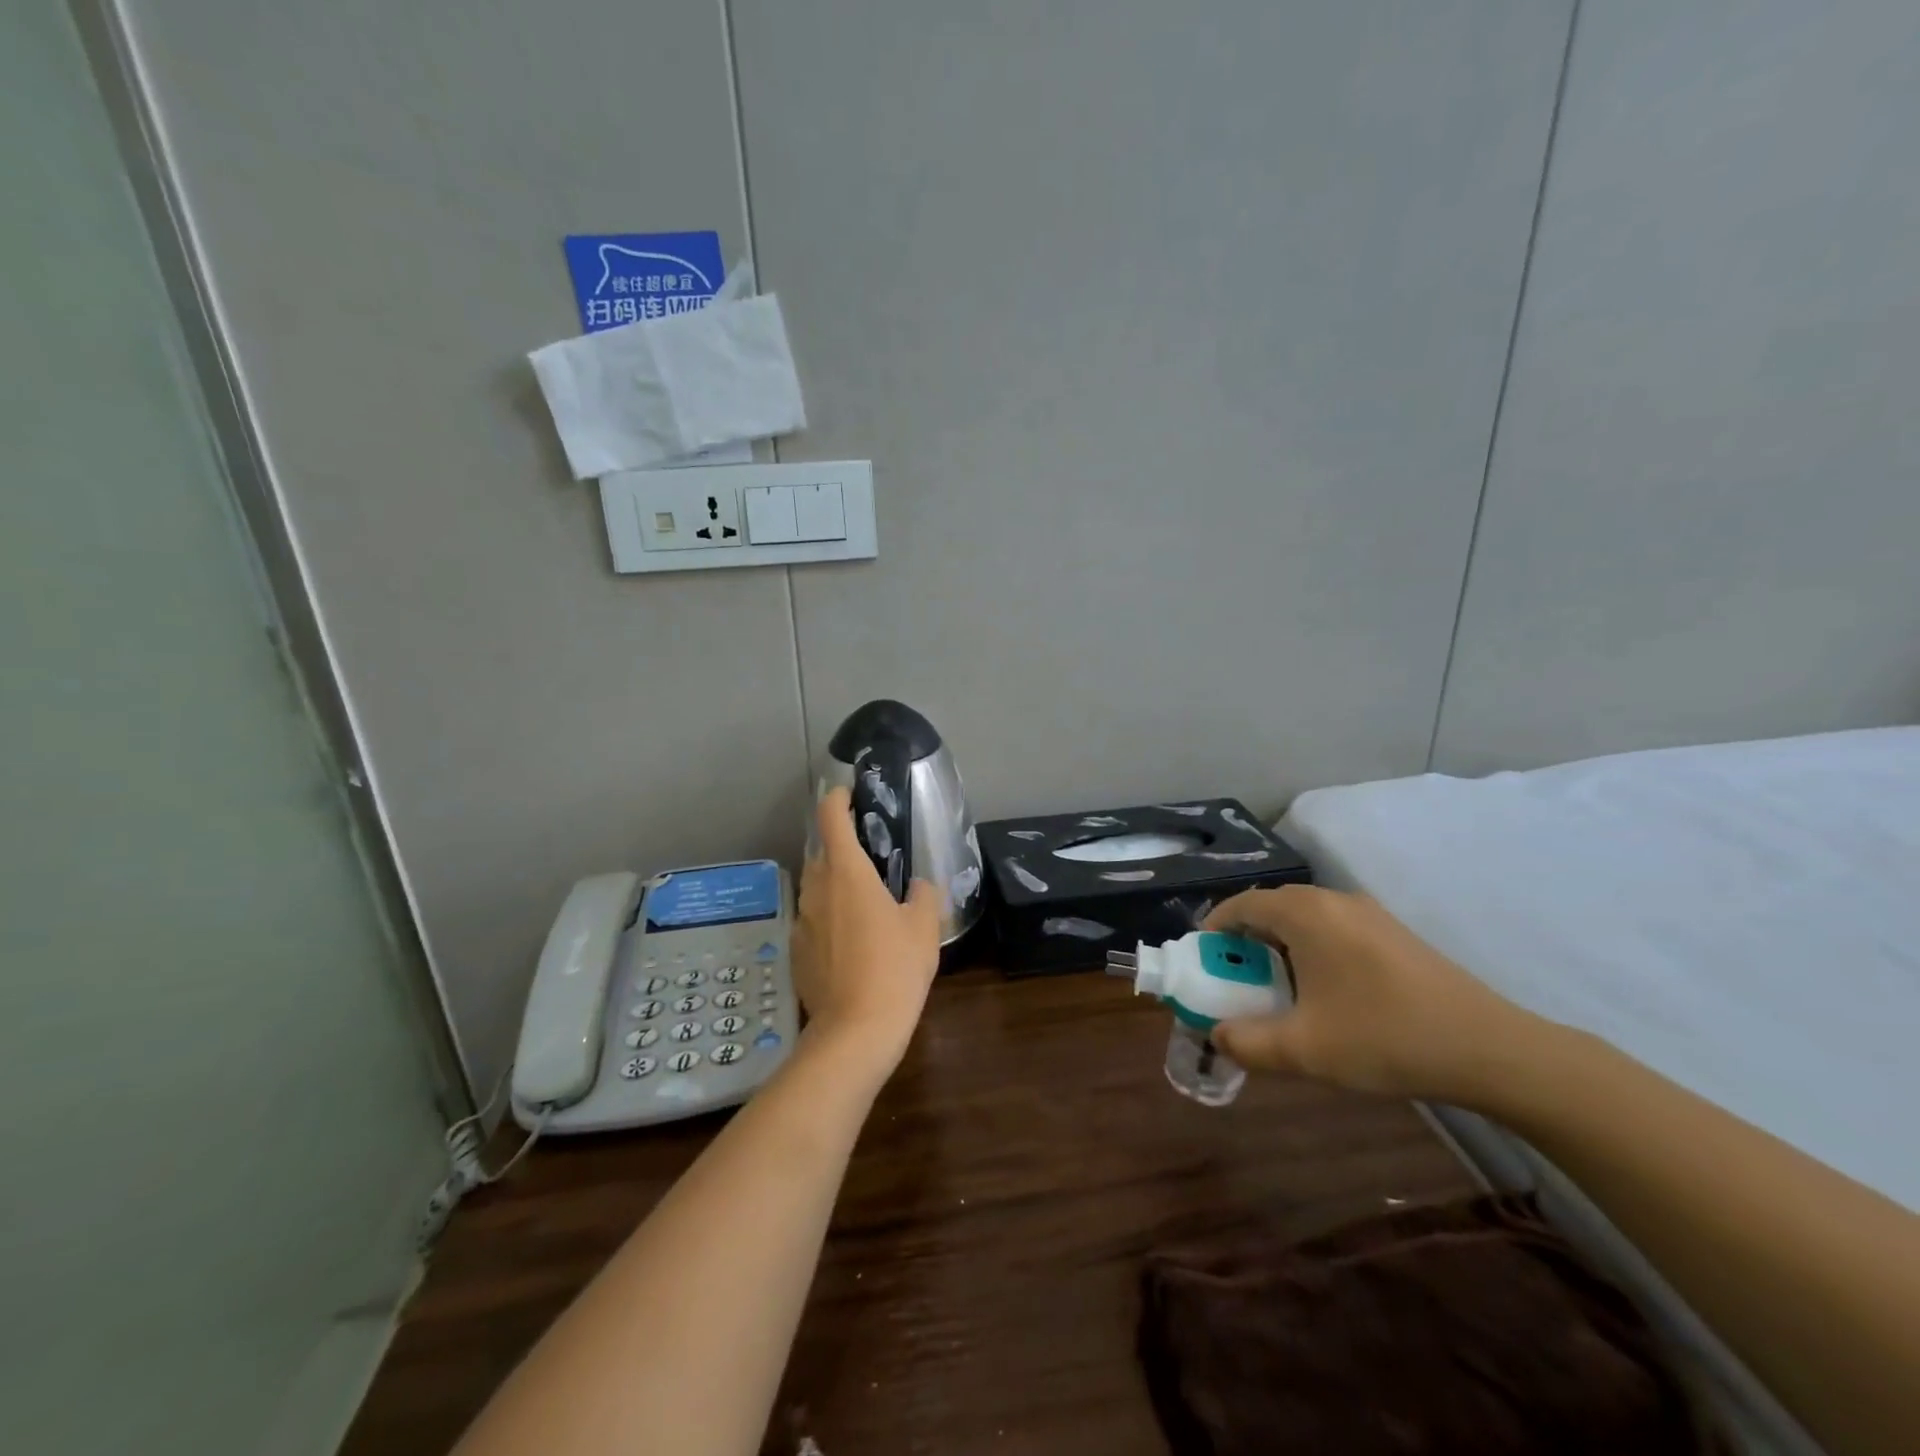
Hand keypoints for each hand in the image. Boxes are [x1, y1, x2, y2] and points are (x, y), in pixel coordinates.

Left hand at [791, 787, 943, 1078]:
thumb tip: (917, 886)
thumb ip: (923, 895)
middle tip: (872, 858)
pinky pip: (812, 920)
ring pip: (816, 887)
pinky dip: (828, 918)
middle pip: (822, 852)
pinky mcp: (796, 951)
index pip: (831, 817)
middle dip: (842, 847)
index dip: (838, 799)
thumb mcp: (924, 927)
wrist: (856, 1031)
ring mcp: (801, 921)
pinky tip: (851, 942)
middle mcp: (816, 888)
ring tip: (864, 902)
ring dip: (835, 884)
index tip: (849, 794)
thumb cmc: (895, 967)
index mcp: (846, 871)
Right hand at [1204, 885, 1530, 1102]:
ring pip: (1304, 916)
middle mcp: (1333, 900)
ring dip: (1279, 942)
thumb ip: (1247, 1042)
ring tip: (1276, 985)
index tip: (1203, 959)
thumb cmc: (1384, 1038)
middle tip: (1235, 976)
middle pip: (1271, 906)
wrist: (1489, 1048)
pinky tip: (1324, 989)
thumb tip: (1216, 1036)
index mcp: (1304, 913)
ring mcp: (1368, 912)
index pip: (1241, 904)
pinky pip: (1333, 926)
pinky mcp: (1392, 931)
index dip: (1214, 928)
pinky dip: (1311, 946)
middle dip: (1245, 937)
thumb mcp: (1304, 1050)